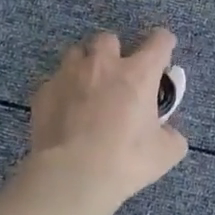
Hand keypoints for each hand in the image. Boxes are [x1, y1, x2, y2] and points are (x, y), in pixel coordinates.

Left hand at [27, 28, 187, 208]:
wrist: (71, 176)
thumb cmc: (125, 161)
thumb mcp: (165, 153)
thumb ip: (171, 135)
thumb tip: (167, 132)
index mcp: (138, 73)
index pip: (159, 41)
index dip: (164, 44)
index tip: (163, 57)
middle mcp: (103, 65)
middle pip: (110, 38)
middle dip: (116, 52)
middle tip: (119, 76)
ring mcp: (69, 75)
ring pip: (76, 53)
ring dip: (85, 65)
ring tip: (88, 88)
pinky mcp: (44, 92)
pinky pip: (55, 81)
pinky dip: (63, 91)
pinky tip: (65, 112)